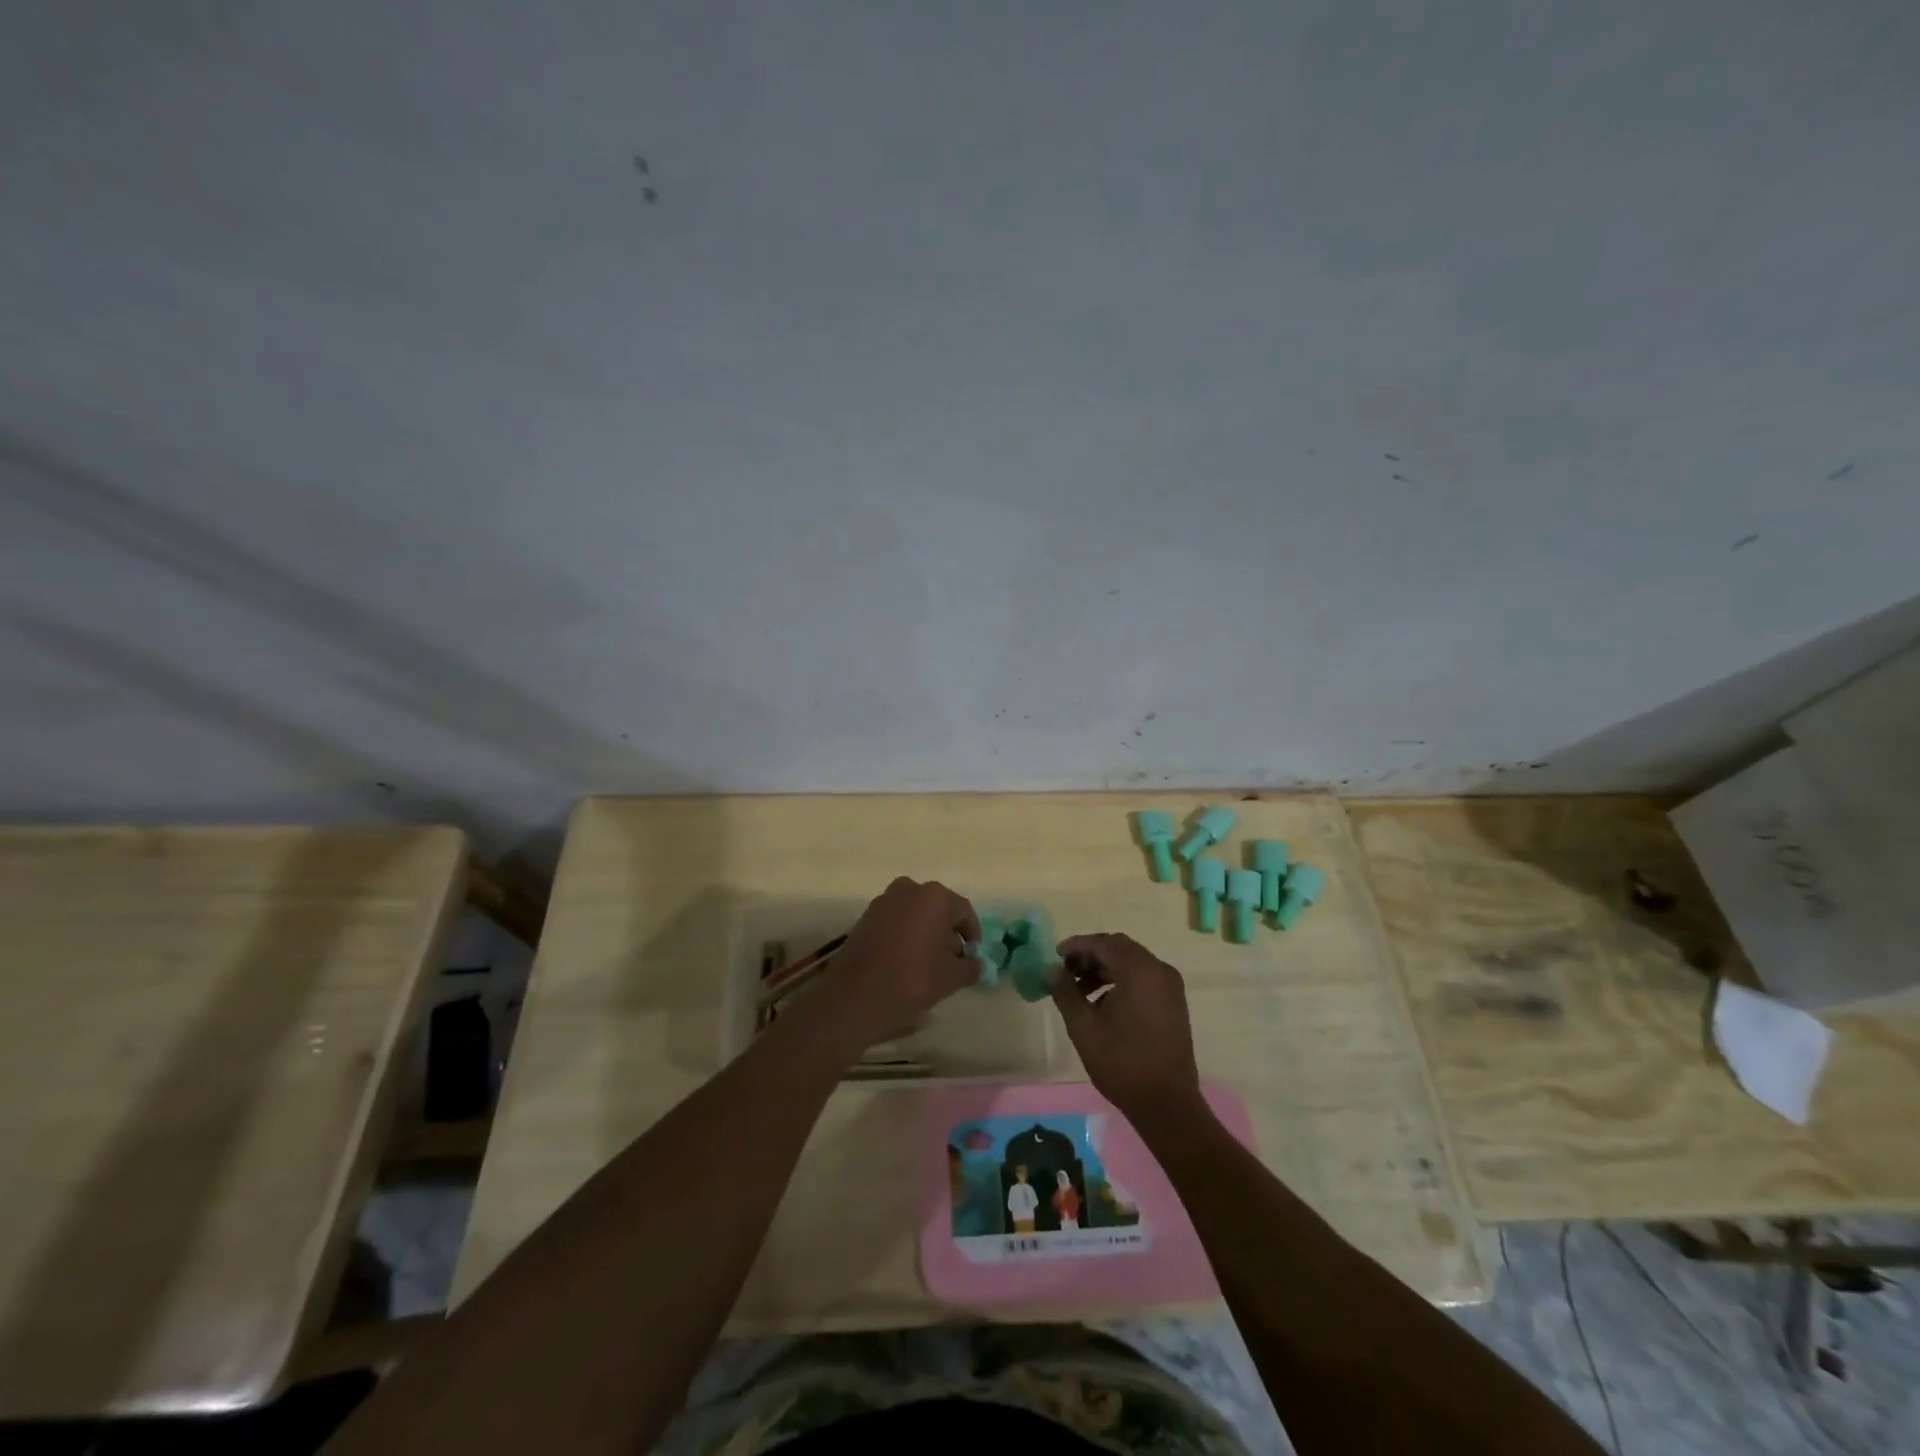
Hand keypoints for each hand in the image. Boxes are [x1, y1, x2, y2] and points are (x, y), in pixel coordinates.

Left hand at [826, 877, 980, 1047]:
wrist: (855, 995)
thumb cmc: (912, 979)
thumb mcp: (952, 978)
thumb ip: (971, 967)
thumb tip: (974, 964)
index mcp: (936, 897)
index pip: (964, 912)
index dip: (972, 935)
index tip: (971, 957)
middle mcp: (910, 889)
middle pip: (938, 909)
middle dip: (947, 932)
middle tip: (950, 961)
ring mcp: (884, 901)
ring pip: (915, 913)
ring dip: (925, 932)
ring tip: (926, 963)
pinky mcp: (865, 916)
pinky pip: (895, 921)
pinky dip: (904, 935)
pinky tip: (904, 961)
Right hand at [1050, 933, 1204, 1129]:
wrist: (1166, 1103)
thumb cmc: (1121, 1062)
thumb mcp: (1084, 1026)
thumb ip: (1065, 992)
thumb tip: (1052, 969)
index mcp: (1140, 970)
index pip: (1104, 943)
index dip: (1077, 946)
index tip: (1056, 955)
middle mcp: (1159, 970)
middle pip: (1120, 949)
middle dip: (1091, 956)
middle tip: (1066, 971)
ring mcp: (1170, 987)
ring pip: (1132, 963)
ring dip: (1105, 969)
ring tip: (1079, 990)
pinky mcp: (1174, 1003)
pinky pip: (1144, 978)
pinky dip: (1121, 981)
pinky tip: (1102, 1003)